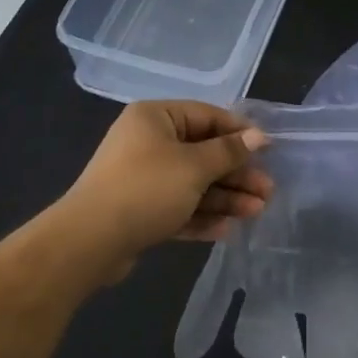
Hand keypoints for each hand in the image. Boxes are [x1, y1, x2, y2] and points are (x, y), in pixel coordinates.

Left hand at [59, 102, 271, 277]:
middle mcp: (148, 142)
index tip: (268, 151)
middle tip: (267, 191)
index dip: (239, 133)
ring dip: (225, 197)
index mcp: (156, 118)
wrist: (90, 241)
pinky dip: (201, 216)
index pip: (207, 116)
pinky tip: (227, 230)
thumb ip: (229, 151)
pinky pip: (178, 207)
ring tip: (256, 212)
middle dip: (236, 174)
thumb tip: (259, 136)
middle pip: (203, 153)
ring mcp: (143, 178)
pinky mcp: (140, 211)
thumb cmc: (146, 189)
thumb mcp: (194, 166)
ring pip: (193, 183)